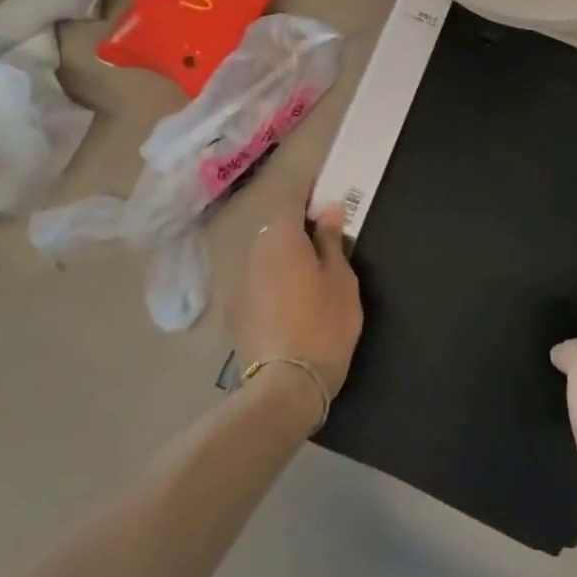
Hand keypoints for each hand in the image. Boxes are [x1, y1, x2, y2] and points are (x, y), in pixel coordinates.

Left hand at [233, 192, 362, 402]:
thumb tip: (328, 207)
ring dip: (285, 255)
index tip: (324, 191)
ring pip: (266, 257)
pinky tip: (291, 300)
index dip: (308, 192)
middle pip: (276, 228)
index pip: (292, 199)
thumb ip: (331, 239)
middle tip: (325, 236)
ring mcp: (241, 284)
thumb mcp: (340, 279)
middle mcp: (254, 253)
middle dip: (298, 226)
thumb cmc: (324, 324)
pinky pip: (259, 283)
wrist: (285, 386)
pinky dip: (274, 281)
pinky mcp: (236, 313)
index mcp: (281, 238)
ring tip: (310, 269)